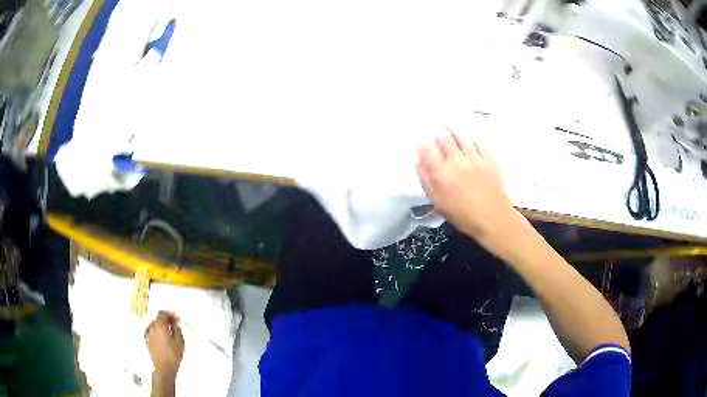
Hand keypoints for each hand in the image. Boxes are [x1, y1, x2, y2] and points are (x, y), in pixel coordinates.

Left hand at [145, 311, 184, 378]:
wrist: (163, 367)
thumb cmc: (173, 355)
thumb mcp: (180, 342)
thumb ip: (177, 330)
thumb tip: (174, 325)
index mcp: (159, 325)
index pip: (162, 313)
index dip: (170, 314)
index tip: (177, 319)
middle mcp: (151, 327)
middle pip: (157, 318)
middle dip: (166, 320)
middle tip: (174, 325)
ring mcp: (147, 334)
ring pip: (154, 325)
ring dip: (161, 326)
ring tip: (169, 332)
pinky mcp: (146, 341)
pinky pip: (151, 331)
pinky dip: (157, 331)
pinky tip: (162, 338)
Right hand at [416, 134, 525, 247]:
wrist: (493, 218)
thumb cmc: (462, 215)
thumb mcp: (438, 202)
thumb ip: (426, 181)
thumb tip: (418, 163)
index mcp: (441, 172)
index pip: (426, 150)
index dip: (420, 143)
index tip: (419, 141)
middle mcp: (456, 160)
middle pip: (444, 138)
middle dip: (437, 134)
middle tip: (435, 134)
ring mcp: (474, 157)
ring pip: (461, 138)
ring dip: (454, 135)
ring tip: (452, 137)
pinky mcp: (489, 158)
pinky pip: (478, 143)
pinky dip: (471, 141)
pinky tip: (470, 145)